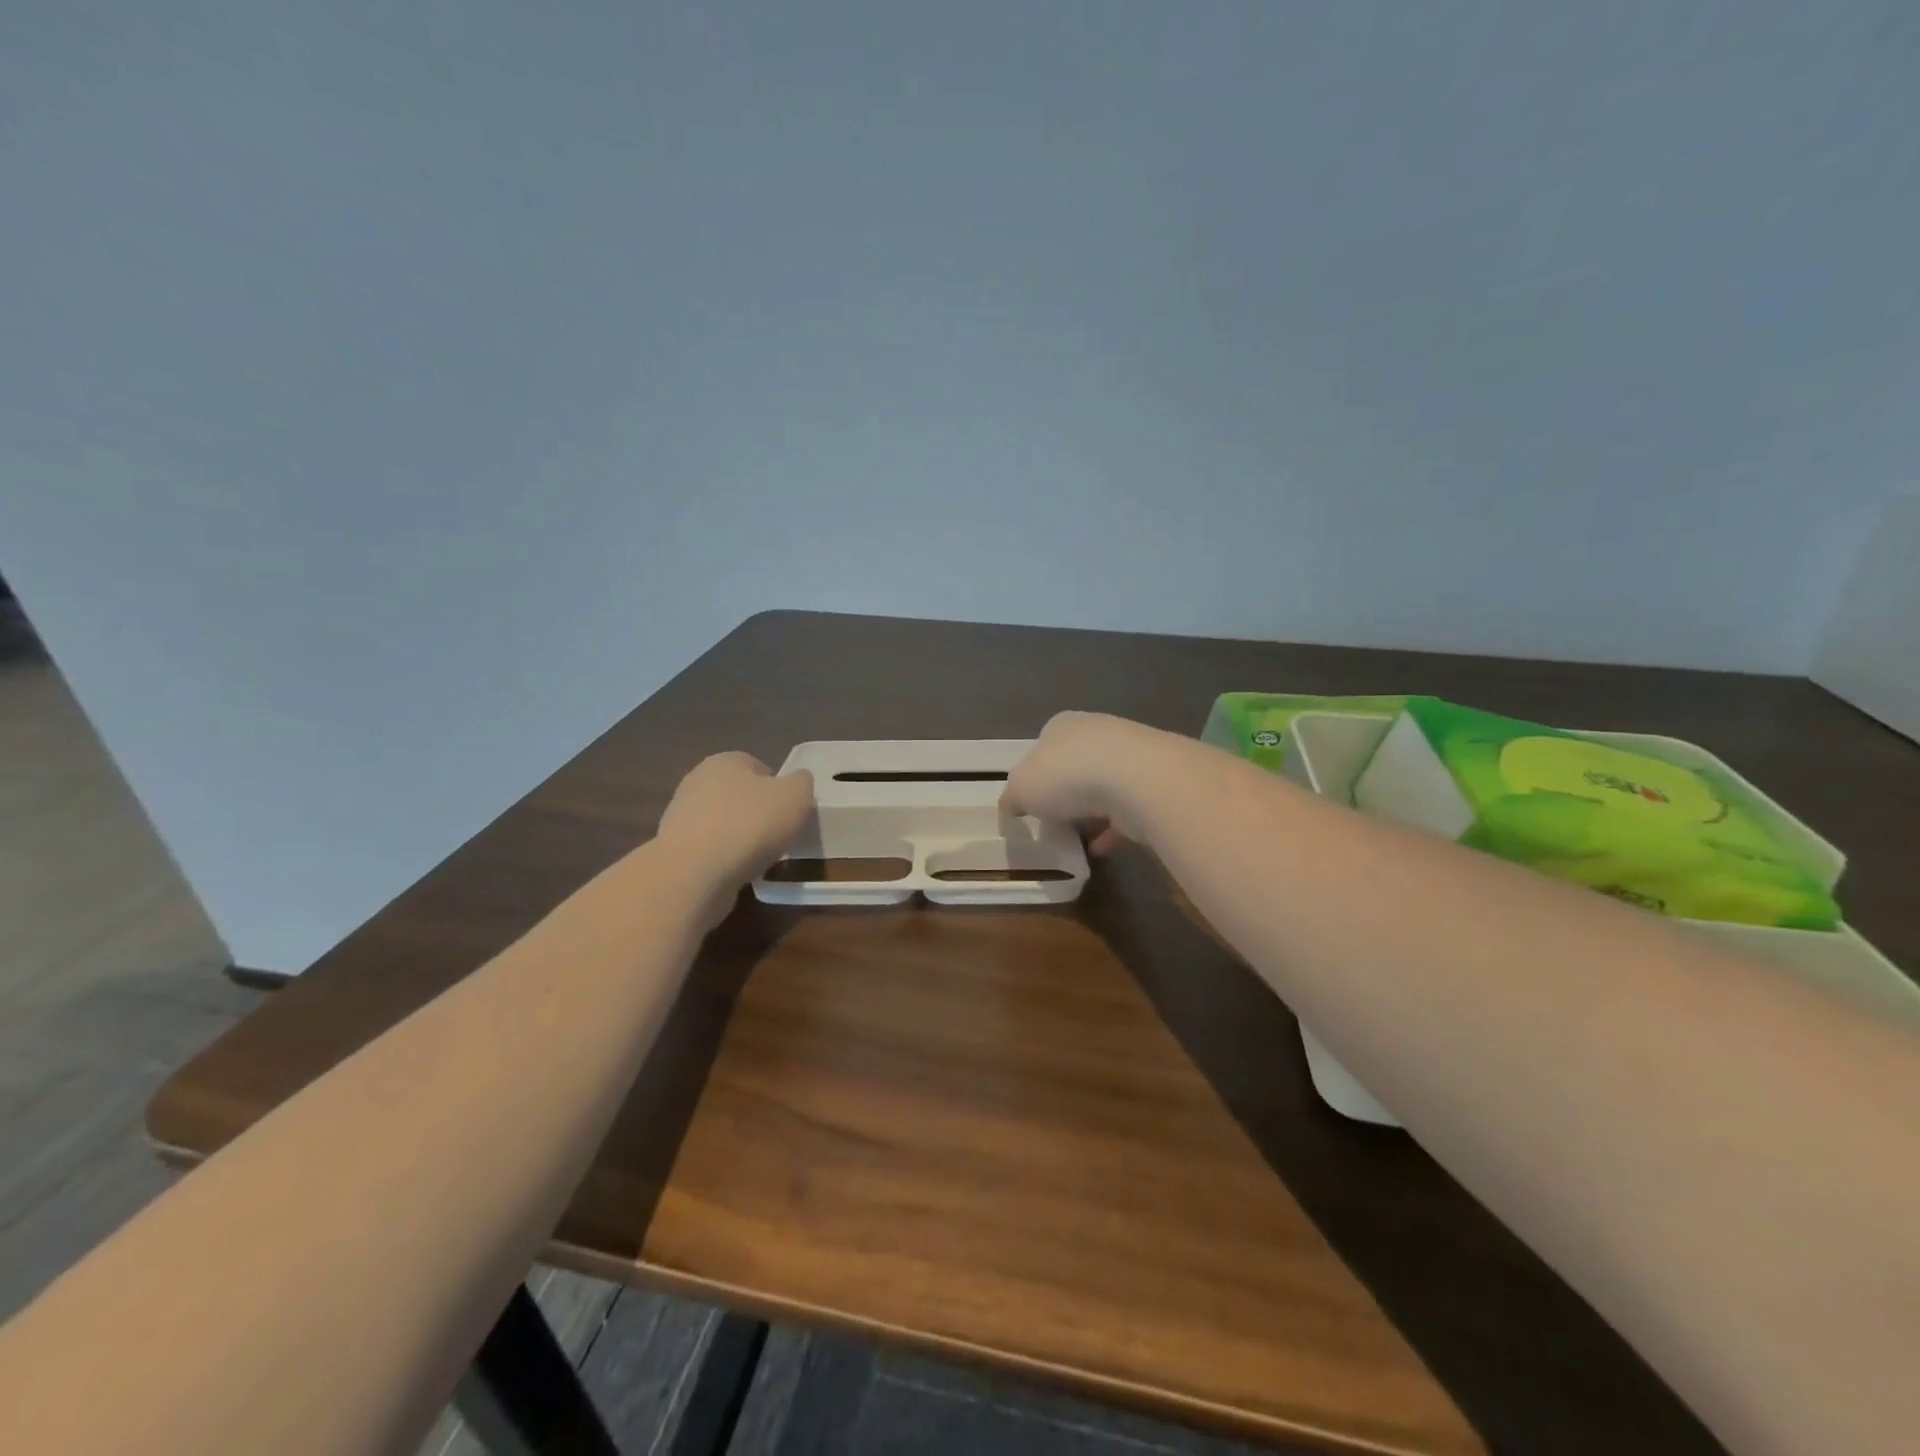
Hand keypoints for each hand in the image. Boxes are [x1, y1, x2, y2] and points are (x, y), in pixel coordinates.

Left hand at [658, 753, 814, 891]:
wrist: (694, 874)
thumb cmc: (750, 825)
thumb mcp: (796, 796)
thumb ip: (802, 783)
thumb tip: (797, 782)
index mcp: (726, 761)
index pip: (759, 767)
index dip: (779, 789)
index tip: (791, 813)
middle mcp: (697, 781)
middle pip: (740, 795)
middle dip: (759, 814)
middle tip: (779, 836)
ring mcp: (681, 816)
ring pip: (724, 824)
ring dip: (741, 839)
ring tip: (760, 860)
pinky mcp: (674, 850)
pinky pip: (710, 851)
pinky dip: (725, 860)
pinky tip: (736, 874)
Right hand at [1001, 711, 1164, 853]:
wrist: (1136, 780)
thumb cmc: (1067, 776)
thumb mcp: (1021, 788)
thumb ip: (1013, 797)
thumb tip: (1011, 806)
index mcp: (1061, 725)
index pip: (1043, 747)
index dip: (1035, 776)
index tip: (1031, 804)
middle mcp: (1096, 732)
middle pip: (1075, 766)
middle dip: (1065, 795)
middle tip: (1054, 823)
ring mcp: (1130, 755)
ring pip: (1104, 786)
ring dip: (1091, 812)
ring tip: (1078, 840)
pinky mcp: (1153, 781)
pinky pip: (1127, 808)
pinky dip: (1113, 828)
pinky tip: (1101, 849)